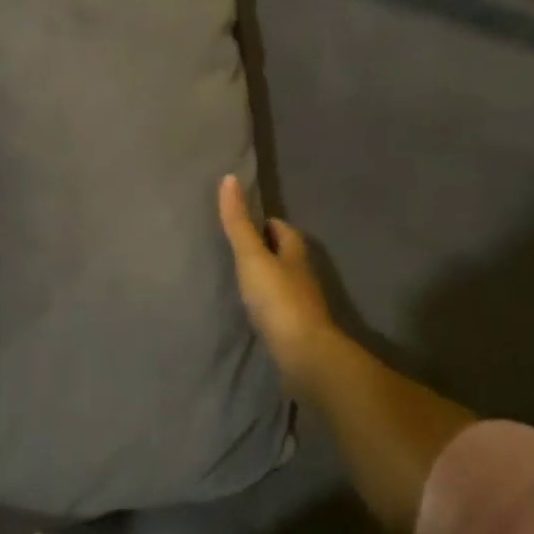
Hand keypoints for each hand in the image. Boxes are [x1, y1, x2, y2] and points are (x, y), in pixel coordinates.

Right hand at [217, 174, 338, 392]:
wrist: (303, 354)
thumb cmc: (278, 299)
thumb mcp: (252, 256)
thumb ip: (239, 222)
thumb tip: (229, 178)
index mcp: (295, 253)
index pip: (283, 230)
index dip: (267, 224)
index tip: (246, 222)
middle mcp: (302, 276)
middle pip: (286, 255)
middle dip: (267, 250)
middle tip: (238, 249)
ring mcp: (302, 306)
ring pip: (284, 283)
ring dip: (267, 279)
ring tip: (240, 280)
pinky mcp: (296, 331)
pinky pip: (279, 310)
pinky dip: (267, 306)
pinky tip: (252, 312)